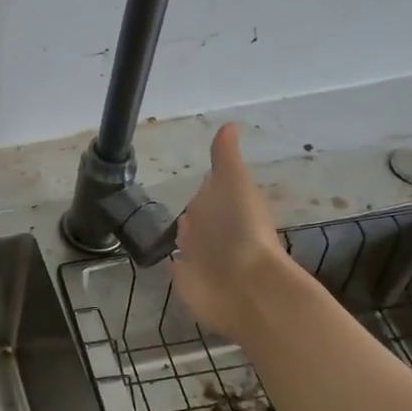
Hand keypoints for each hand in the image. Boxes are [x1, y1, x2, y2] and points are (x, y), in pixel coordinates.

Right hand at [172, 123, 301, 342]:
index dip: (206, 189)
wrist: (244, 285)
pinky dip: (176, 264)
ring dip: (184, 239)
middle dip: (193, 215)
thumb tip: (229, 125)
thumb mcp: (233, 183)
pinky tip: (168, 260)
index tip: (198, 181)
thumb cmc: (240, 229)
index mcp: (225, 205)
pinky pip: (180, 269)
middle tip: (178, 208)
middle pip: (200, 220)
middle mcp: (215, 232)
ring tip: (168, 232)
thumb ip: (226, 158)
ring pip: (190, 243)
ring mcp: (202, 259)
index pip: (211, 194)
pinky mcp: (189, 283)